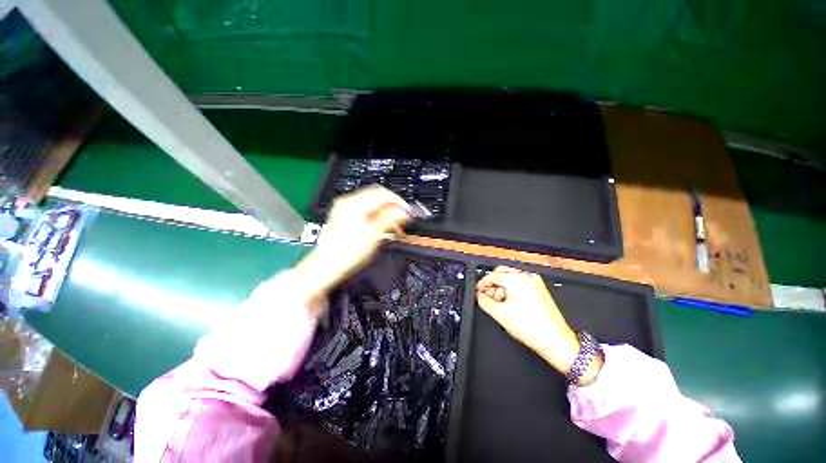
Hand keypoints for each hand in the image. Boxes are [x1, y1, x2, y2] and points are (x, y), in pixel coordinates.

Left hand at [294, 185, 409, 305]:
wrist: (326, 267)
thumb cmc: (347, 253)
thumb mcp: (372, 236)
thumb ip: (389, 220)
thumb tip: (403, 212)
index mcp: (355, 204)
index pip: (382, 193)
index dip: (398, 201)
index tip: (408, 211)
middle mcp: (348, 203)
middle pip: (377, 197)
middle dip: (392, 207)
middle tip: (403, 219)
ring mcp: (345, 209)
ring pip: (372, 204)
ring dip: (385, 212)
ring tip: (394, 227)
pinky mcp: (344, 217)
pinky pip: (365, 211)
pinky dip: (376, 216)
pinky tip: (382, 227)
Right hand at [476, 266, 601, 384]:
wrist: (555, 340)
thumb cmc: (528, 326)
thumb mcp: (499, 314)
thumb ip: (484, 301)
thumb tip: (479, 295)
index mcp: (516, 279)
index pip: (493, 275)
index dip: (482, 283)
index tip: (478, 291)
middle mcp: (526, 276)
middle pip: (502, 272)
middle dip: (492, 283)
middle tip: (487, 295)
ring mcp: (535, 281)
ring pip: (512, 277)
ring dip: (502, 286)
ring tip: (499, 302)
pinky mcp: (540, 289)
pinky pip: (521, 282)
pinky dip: (512, 288)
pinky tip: (510, 302)